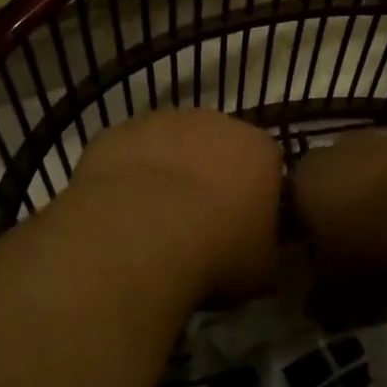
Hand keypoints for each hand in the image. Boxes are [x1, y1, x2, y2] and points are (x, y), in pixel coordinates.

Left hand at [69, 110, 284, 305]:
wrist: (140, 231)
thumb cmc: (216, 249)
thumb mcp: (262, 266)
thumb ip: (266, 243)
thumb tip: (258, 243)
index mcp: (260, 150)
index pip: (267, 165)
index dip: (254, 195)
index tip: (242, 224)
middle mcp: (216, 122)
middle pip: (218, 145)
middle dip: (211, 174)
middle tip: (197, 219)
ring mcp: (164, 120)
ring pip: (171, 143)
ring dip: (168, 170)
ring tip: (153, 216)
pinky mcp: (119, 130)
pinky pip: (130, 152)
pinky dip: (128, 173)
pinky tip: (120, 209)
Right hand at [291, 132, 386, 305]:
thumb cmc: (372, 253)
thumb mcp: (335, 291)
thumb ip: (318, 298)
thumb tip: (314, 306)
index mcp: (305, 179)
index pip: (293, 200)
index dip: (306, 227)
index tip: (320, 254)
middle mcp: (338, 149)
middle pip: (334, 179)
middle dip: (344, 206)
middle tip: (359, 244)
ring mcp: (383, 141)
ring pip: (374, 171)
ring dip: (380, 195)